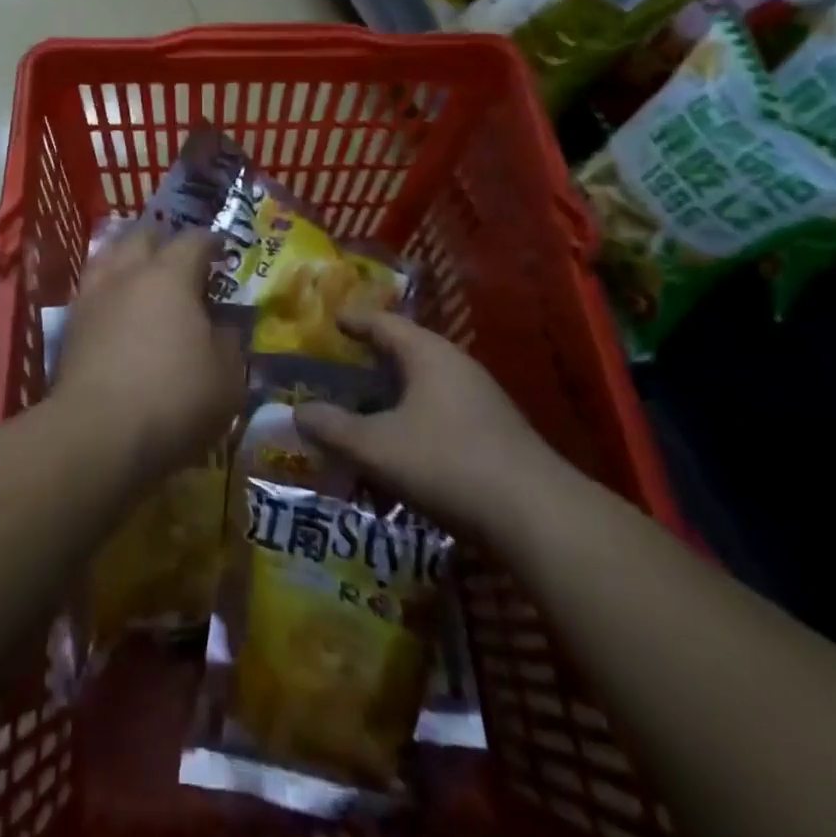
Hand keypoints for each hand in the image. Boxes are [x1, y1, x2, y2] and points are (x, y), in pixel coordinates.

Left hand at [52, 226, 244, 481]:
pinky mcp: (70, 326)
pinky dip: (108, 290)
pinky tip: (116, 308)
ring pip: (109, 256)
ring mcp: (93, 297)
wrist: (97, 433)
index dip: (210, 241)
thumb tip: (224, 326)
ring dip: (128, 257)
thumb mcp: (227, 377)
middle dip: (164, 240)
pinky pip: (92, 290)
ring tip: (141, 274)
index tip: (221, 249)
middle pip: (143, 236)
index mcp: (170, 276)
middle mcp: (128, 274)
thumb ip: (229, 342)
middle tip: (180, 258)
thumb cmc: (174, 399)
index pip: (193, 241)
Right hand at [292, 312, 563, 530]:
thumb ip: (333, 428)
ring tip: (363, 409)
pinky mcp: (493, 434)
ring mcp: (480, 400)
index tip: (331, 319)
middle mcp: (456, 366)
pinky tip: (400, 448)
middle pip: (406, 351)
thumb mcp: (377, 447)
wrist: (538, 517)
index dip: (354, 321)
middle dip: (372, 359)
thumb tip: (297, 412)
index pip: (383, 323)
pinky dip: (412, 420)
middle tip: (339, 365)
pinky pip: (440, 413)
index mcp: (428, 354)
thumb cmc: (448, 463)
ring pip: (424, 386)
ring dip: (392, 395)